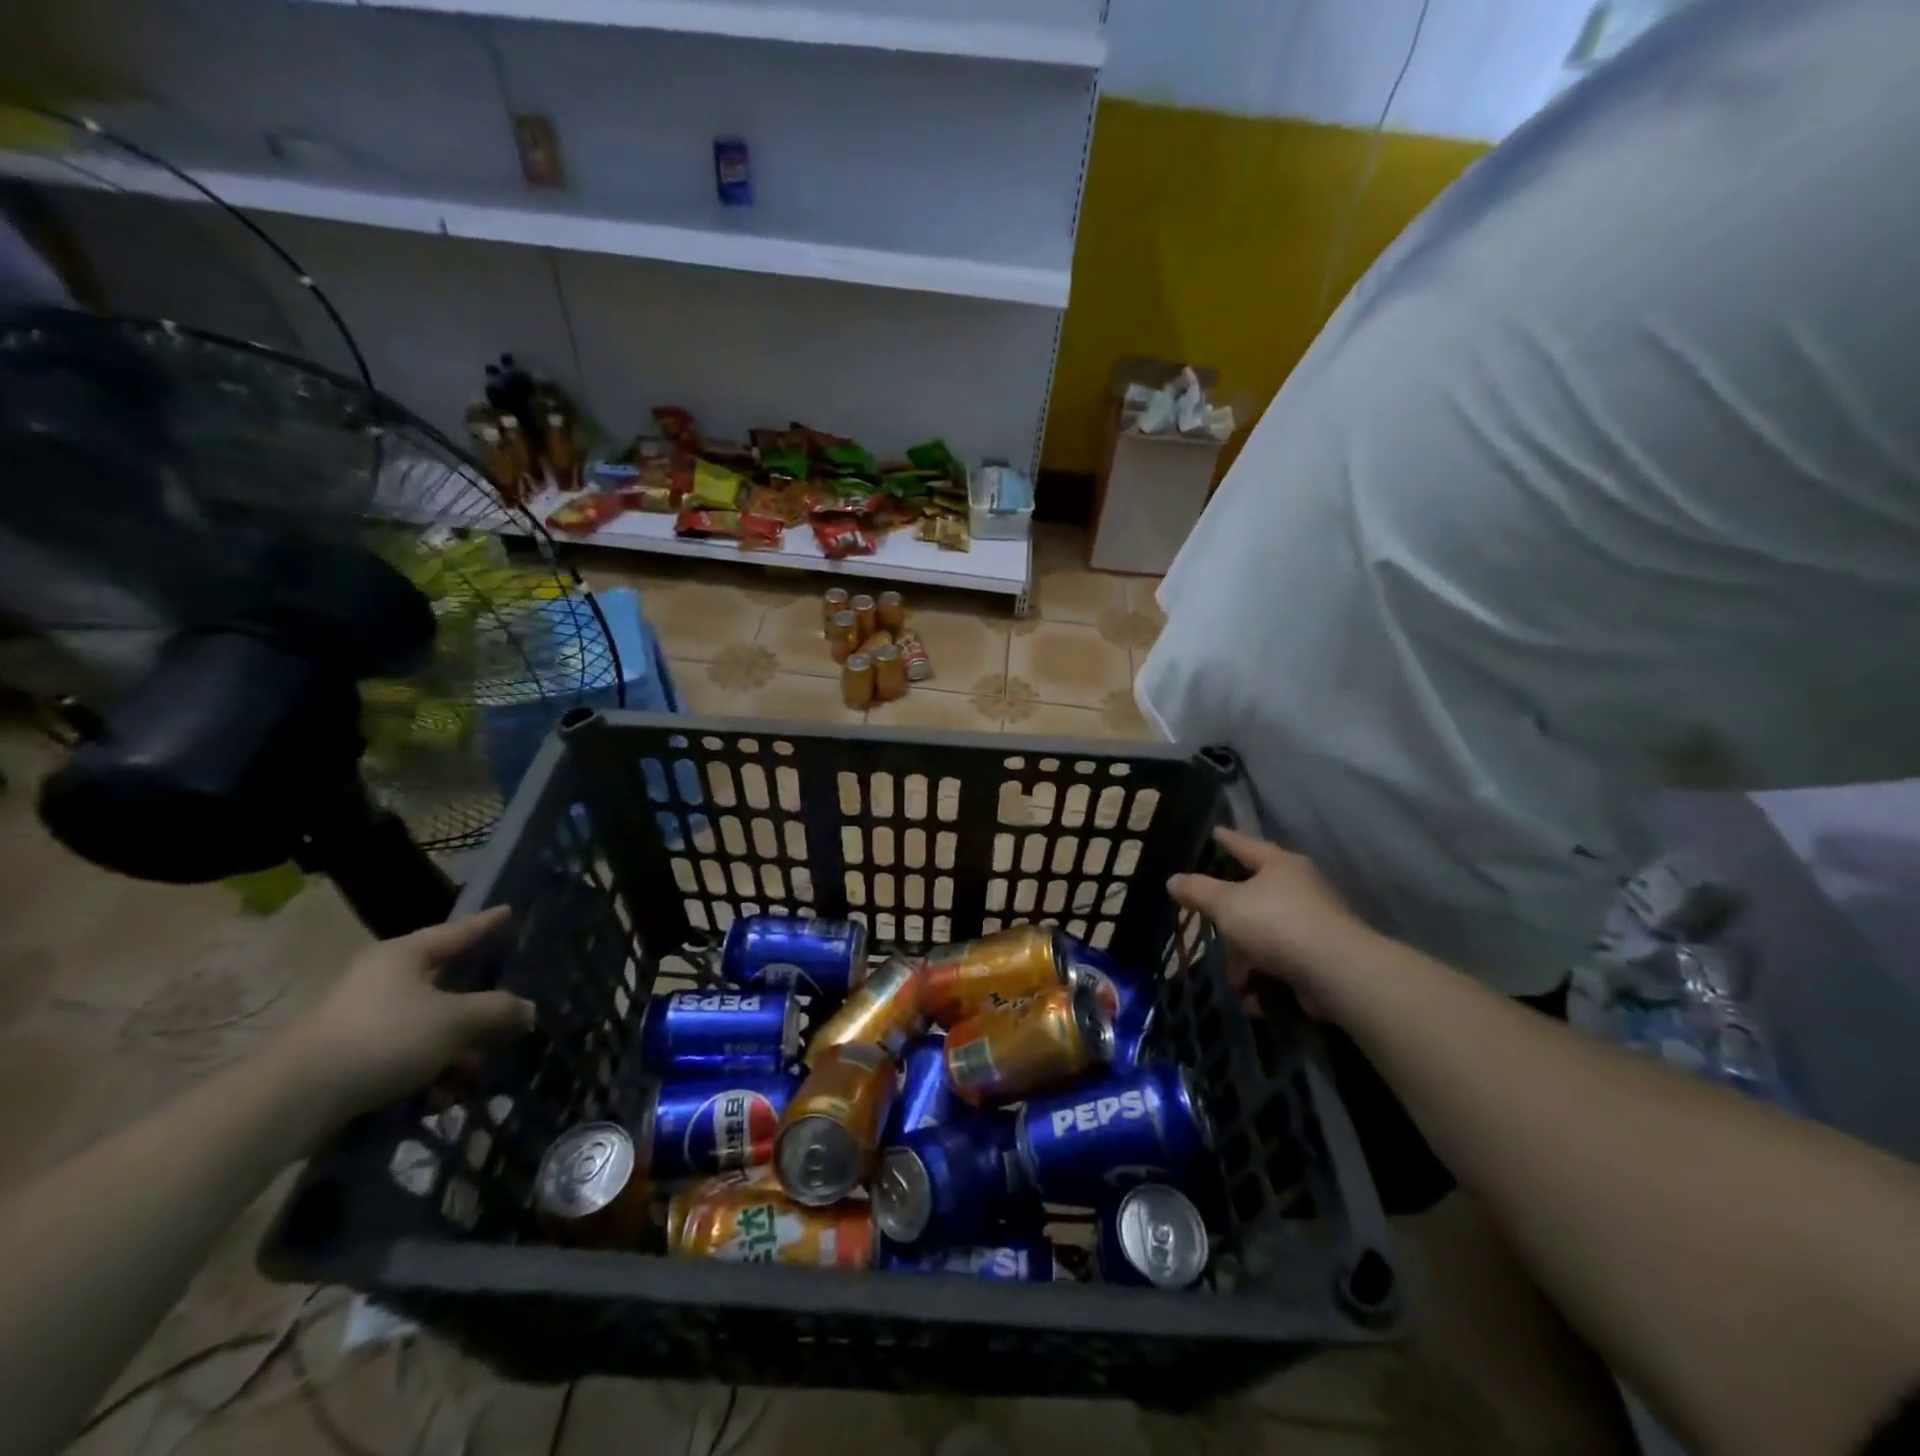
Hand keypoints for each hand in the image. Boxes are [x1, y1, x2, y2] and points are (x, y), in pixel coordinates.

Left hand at [282, 908, 535, 1132]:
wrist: (291, 1100)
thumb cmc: (383, 1038)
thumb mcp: (455, 1021)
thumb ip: (498, 1010)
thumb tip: (528, 1010)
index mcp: (405, 955)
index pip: (458, 931)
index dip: (487, 923)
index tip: (510, 911)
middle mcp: (382, 978)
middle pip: (447, 985)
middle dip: (479, 1010)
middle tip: (509, 1018)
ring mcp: (361, 1017)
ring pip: (428, 1025)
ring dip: (455, 1050)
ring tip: (471, 1076)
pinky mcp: (348, 1055)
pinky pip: (404, 1054)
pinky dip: (426, 1071)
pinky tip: (439, 1098)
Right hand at [1168, 828, 1376, 1016]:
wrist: (1337, 972)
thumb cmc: (1276, 923)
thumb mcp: (1226, 904)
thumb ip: (1198, 891)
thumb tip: (1174, 880)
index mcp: (1280, 864)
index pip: (1246, 844)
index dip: (1227, 839)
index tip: (1215, 831)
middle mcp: (1301, 887)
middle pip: (1254, 896)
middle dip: (1230, 920)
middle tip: (1210, 928)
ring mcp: (1315, 922)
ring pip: (1266, 934)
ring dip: (1246, 959)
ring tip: (1235, 981)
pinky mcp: (1322, 956)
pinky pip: (1282, 962)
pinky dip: (1266, 978)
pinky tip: (1253, 996)